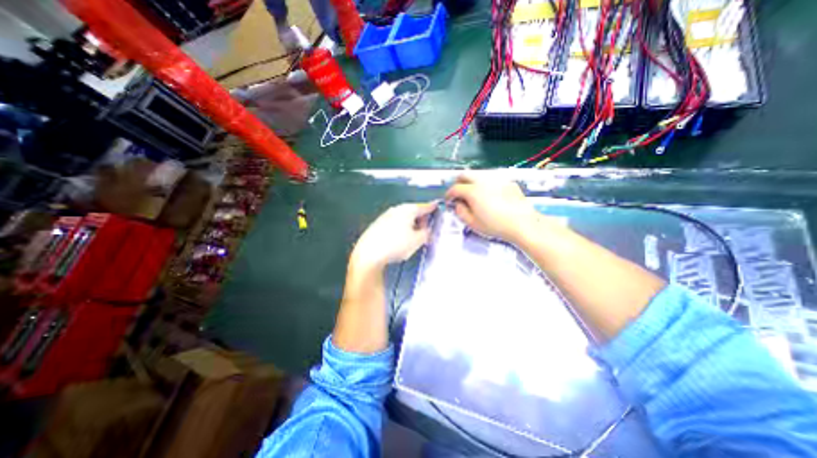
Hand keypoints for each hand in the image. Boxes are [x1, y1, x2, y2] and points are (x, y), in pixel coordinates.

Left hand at [352, 201, 440, 270]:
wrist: (369, 253)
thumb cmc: (395, 245)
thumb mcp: (417, 241)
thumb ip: (426, 234)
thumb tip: (427, 231)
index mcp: (408, 210)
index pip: (424, 206)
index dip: (432, 208)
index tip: (436, 207)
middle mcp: (397, 209)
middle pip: (413, 211)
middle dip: (421, 220)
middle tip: (425, 232)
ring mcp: (386, 215)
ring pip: (403, 218)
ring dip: (410, 225)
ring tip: (412, 238)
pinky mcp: (378, 224)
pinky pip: (394, 223)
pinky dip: (400, 228)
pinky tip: (399, 240)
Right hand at [444, 174, 539, 242]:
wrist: (522, 223)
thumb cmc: (496, 225)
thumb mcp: (473, 223)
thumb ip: (460, 212)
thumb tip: (458, 204)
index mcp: (472, 191)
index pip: (455, 188)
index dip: (449, 194)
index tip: (449, 200)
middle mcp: (483, 181)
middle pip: (465, 175)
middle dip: (458, 183)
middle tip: (459, 193)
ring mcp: (496, 179)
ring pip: (478, 175)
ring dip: (471, 182)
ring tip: (474, 194)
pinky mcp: (507, 181)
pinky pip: (491, 179)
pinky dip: (485, 184)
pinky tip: (490, 195)